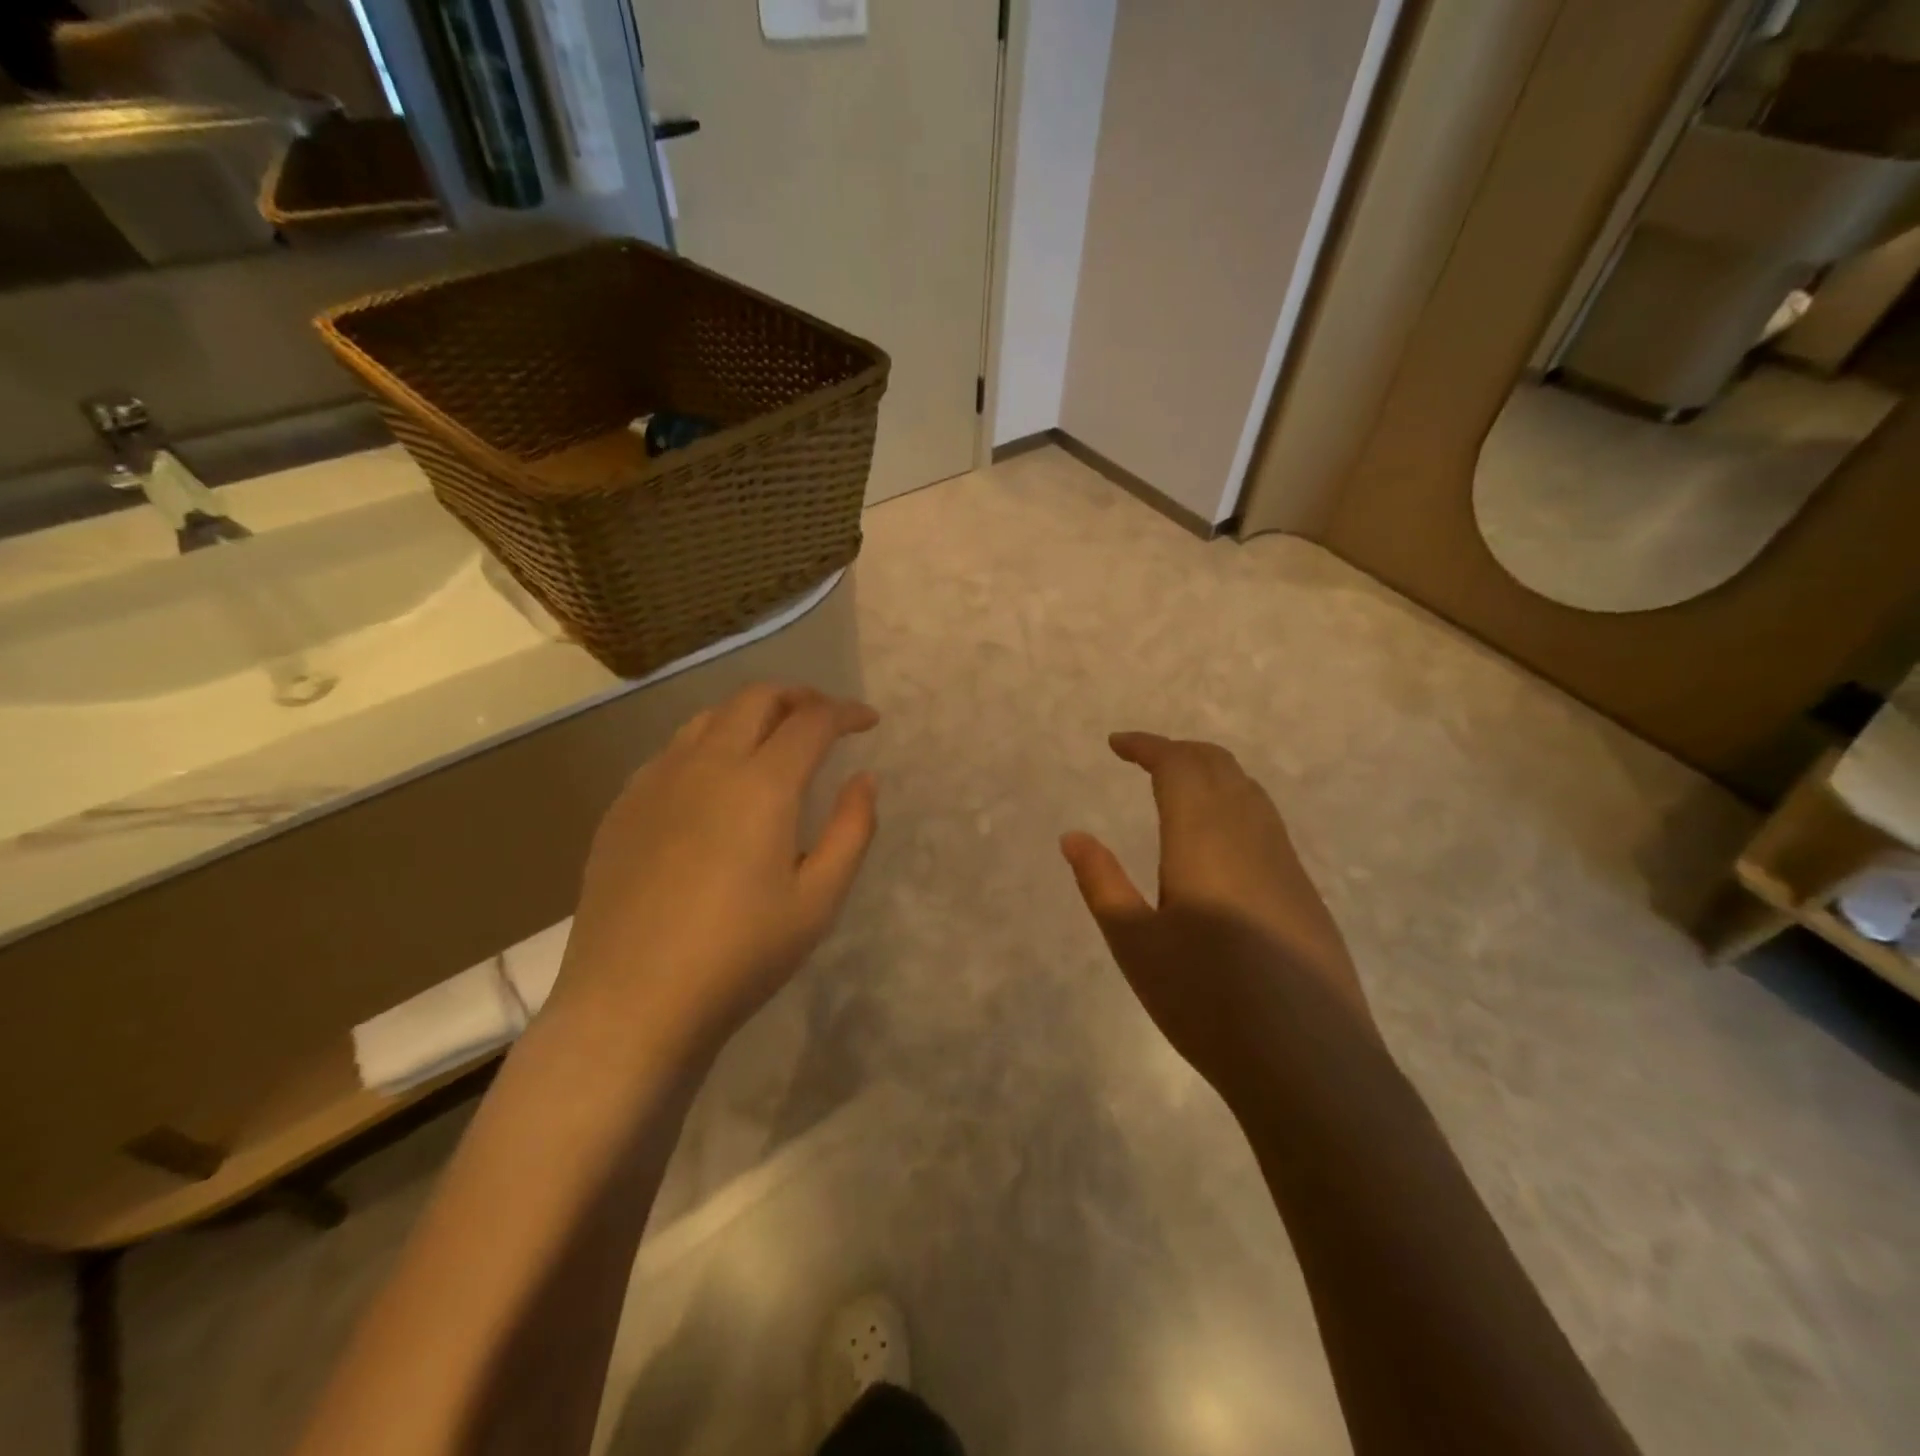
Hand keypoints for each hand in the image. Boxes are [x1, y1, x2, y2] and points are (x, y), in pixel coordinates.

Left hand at [552, 685, 878, 1059]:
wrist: (632, 1002)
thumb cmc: (739, 955)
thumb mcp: (818, 900)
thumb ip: (852, 831)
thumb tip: (864, 779)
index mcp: (760, 785)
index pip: (812, 721)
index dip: (846, 712)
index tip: (868, 721)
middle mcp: (705, 764)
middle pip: (756, 699)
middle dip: (799, 697)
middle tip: (824, 717)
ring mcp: (656, 781)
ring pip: (709, 718)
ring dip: (751, 714)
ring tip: (773, 739)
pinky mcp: (623, 806)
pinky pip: (673, 751)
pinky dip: (709, 744)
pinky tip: (715, 781)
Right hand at [1061, 733, 1374, 1087]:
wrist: (1310, 1063)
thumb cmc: (1207, 1001)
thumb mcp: (1135, 944)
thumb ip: (1102, 883)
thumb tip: (1074, 837)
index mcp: (1204, 839)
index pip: (1178, 765)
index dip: (1147, 746)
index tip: (1116, 744)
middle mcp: (1250, 836)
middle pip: (1219, 766)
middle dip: (1179, 751)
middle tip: (1143, 758)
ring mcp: (1286, 863)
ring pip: (1249, 791)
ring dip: (1210, 773)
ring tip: (1177, 788)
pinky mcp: (1305, 892)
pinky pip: (1266, 821)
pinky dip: (1234, 803)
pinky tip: (1219, 841)